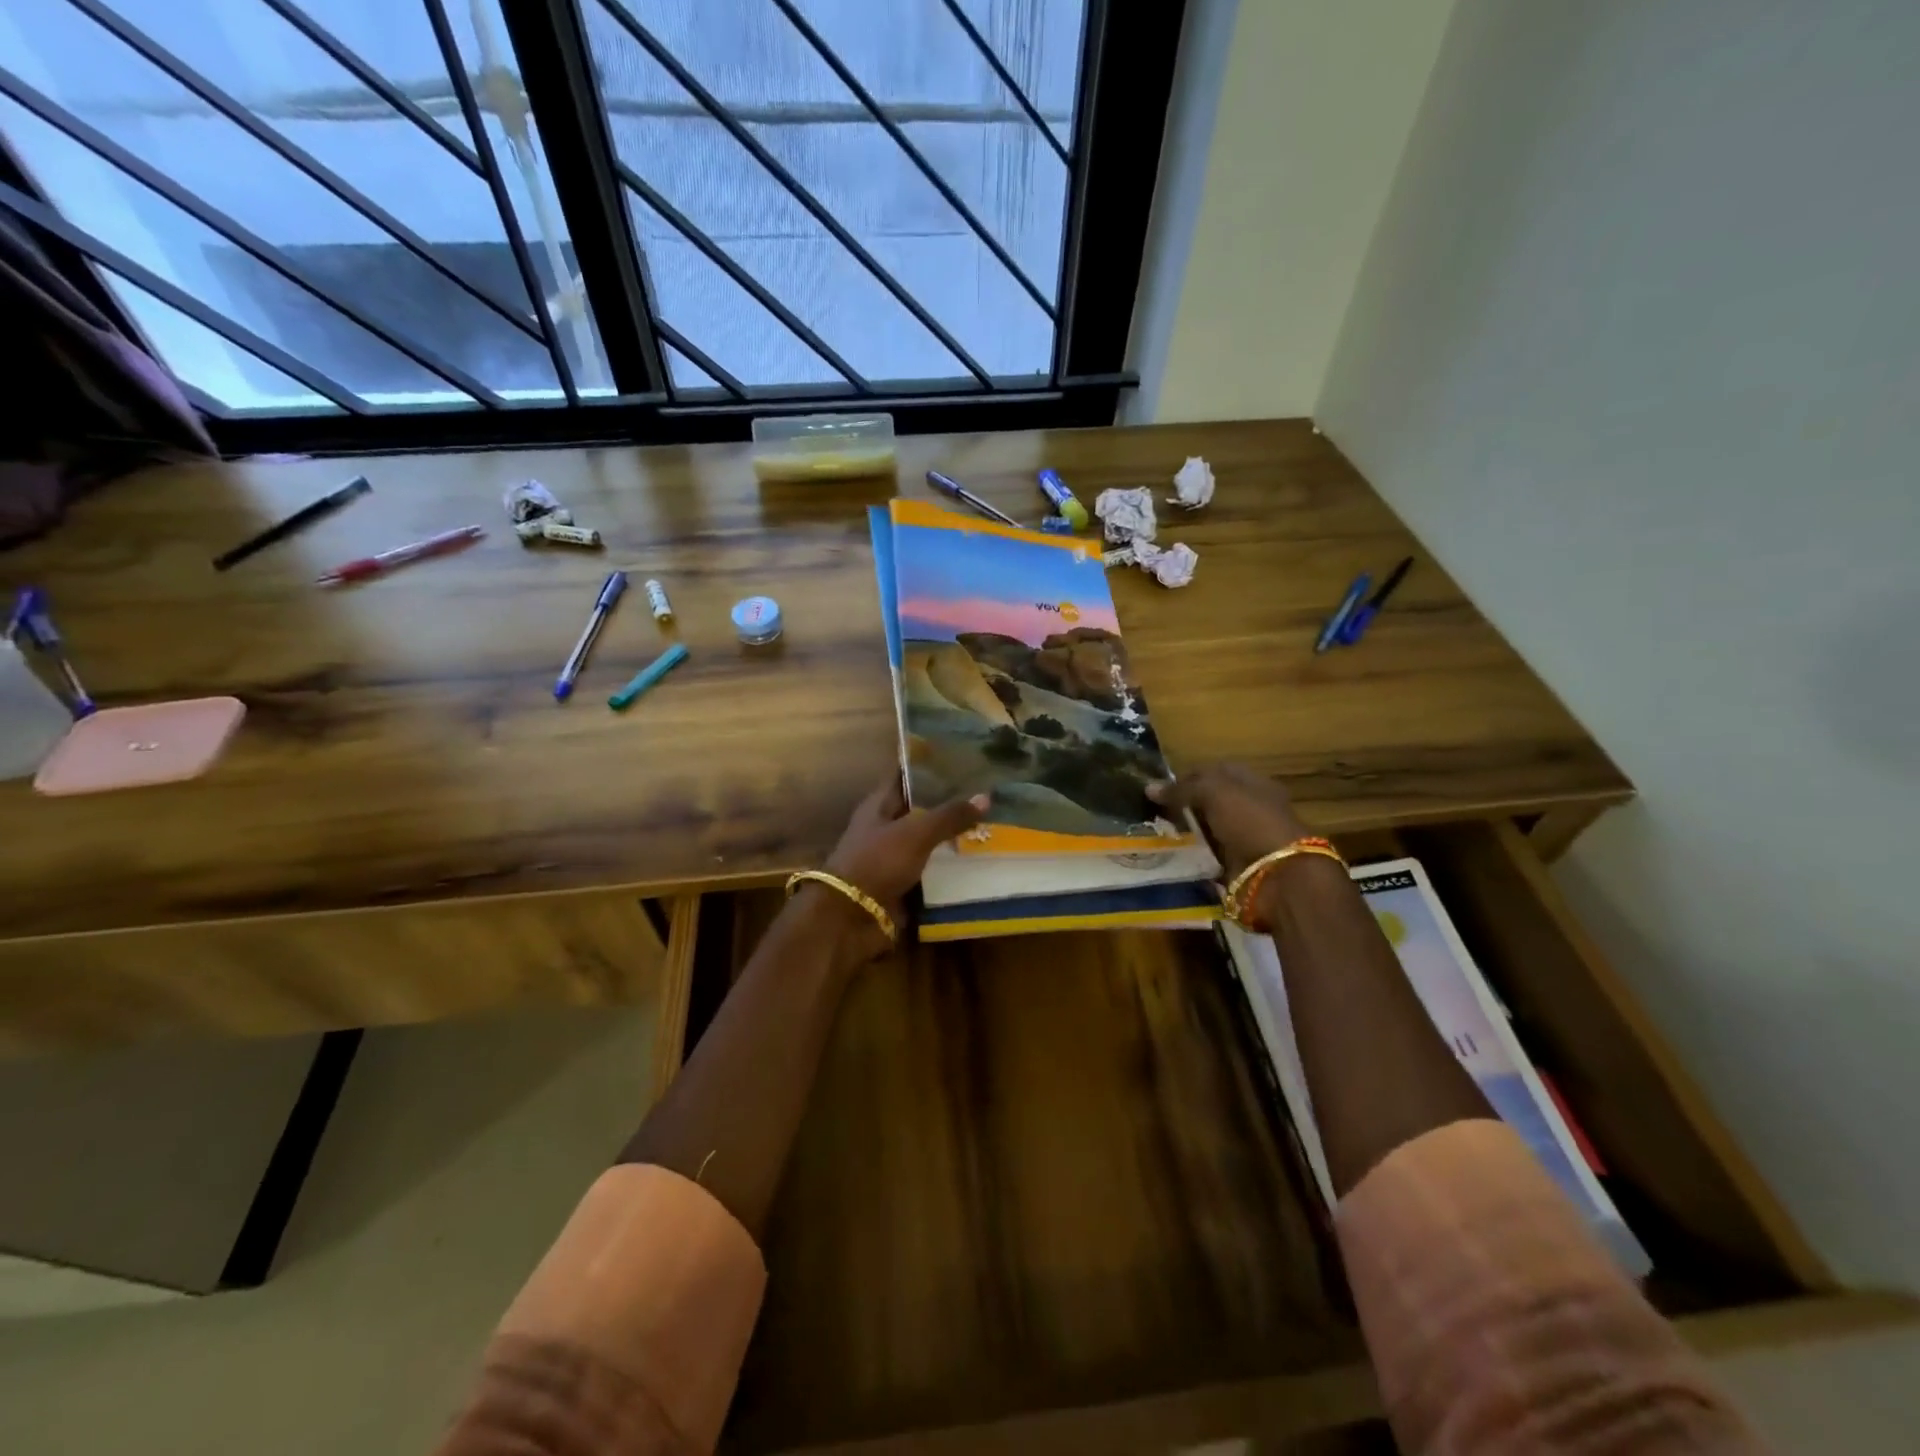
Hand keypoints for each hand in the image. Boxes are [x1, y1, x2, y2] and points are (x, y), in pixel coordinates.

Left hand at [804, 773, 989, 962]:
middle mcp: (886, 827)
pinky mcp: (902, 884)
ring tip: (993, 825)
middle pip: (921, 809)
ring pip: (929, 841)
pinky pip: (931, 871)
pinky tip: (979, 862)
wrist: (850, 917)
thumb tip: (986, 796)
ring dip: (954, 837)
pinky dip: (950, 868)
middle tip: (988, 793)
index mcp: (880, 805)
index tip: (962, 757)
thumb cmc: (877, 862)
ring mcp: (893, 857)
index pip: (906, 775)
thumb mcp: (915, 832)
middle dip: (950, 803)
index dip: (930, 765)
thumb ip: (949, 815)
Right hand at [1147, 762, 1310, 875]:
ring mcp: (1244, 839)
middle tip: (1152, 810)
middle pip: (1210, 802)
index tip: (1160, 787)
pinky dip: (1192, 856)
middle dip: (1183, 805)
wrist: (1278, 875)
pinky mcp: (1236, 865)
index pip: (1215, 772)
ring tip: (1154, 832)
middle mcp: (1249, 809)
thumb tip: (1149, 787)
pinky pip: (1208, 856)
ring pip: (1207, 830)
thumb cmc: (1251, 821)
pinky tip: (1169, 855)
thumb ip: (1182, 789)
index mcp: (1252, 784)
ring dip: (1185, 832)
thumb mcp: (1215, 793)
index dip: (1188, 776)